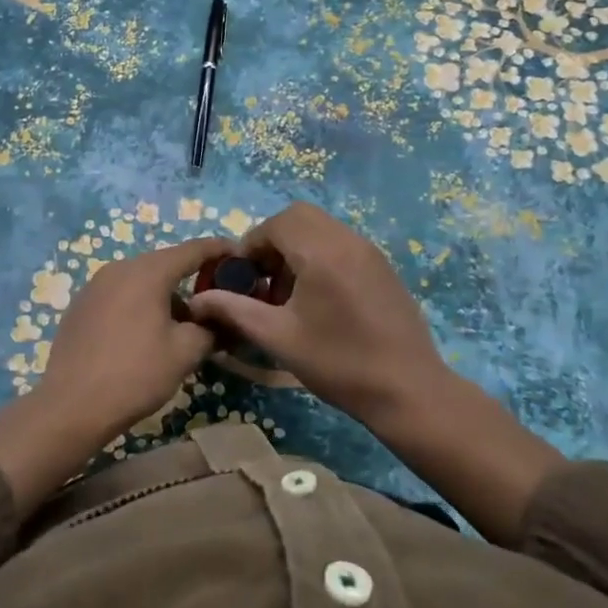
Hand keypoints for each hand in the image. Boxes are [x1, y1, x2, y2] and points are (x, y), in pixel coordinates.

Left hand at [0, 236, 230, 516]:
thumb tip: (219, 320)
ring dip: (164, 296)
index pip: (193, 249)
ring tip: (180, 326)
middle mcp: (119, 268)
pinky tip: (144, 335)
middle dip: (191, 279)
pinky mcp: (80, 306)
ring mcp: (95, 286)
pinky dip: (139, 305)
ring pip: (140, 281)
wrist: (72, 406)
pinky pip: (119, 295)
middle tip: (214, 300)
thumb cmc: (136, 374)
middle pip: (164, 264)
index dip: (219, 249)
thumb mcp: (185, 352)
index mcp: (148, 272)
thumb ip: (210, 328)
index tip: (240, 255)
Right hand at [188, 202, 565, 544]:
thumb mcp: (279, 338)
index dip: (252, 244)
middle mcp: (348, 241)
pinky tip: (318, 299)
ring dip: (297, 248)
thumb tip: (198, 300)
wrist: (409, 390)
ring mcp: (370, 252)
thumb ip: (236, 311)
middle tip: (263, 278)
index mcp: (322, 253)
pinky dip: (320, 255)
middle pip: (300, 217)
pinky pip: (342, 243)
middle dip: (273, 240)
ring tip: (288, 293)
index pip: (277, 223)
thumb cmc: (339, 364)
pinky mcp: (383, 267)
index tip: (242, 277)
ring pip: (322, 228)